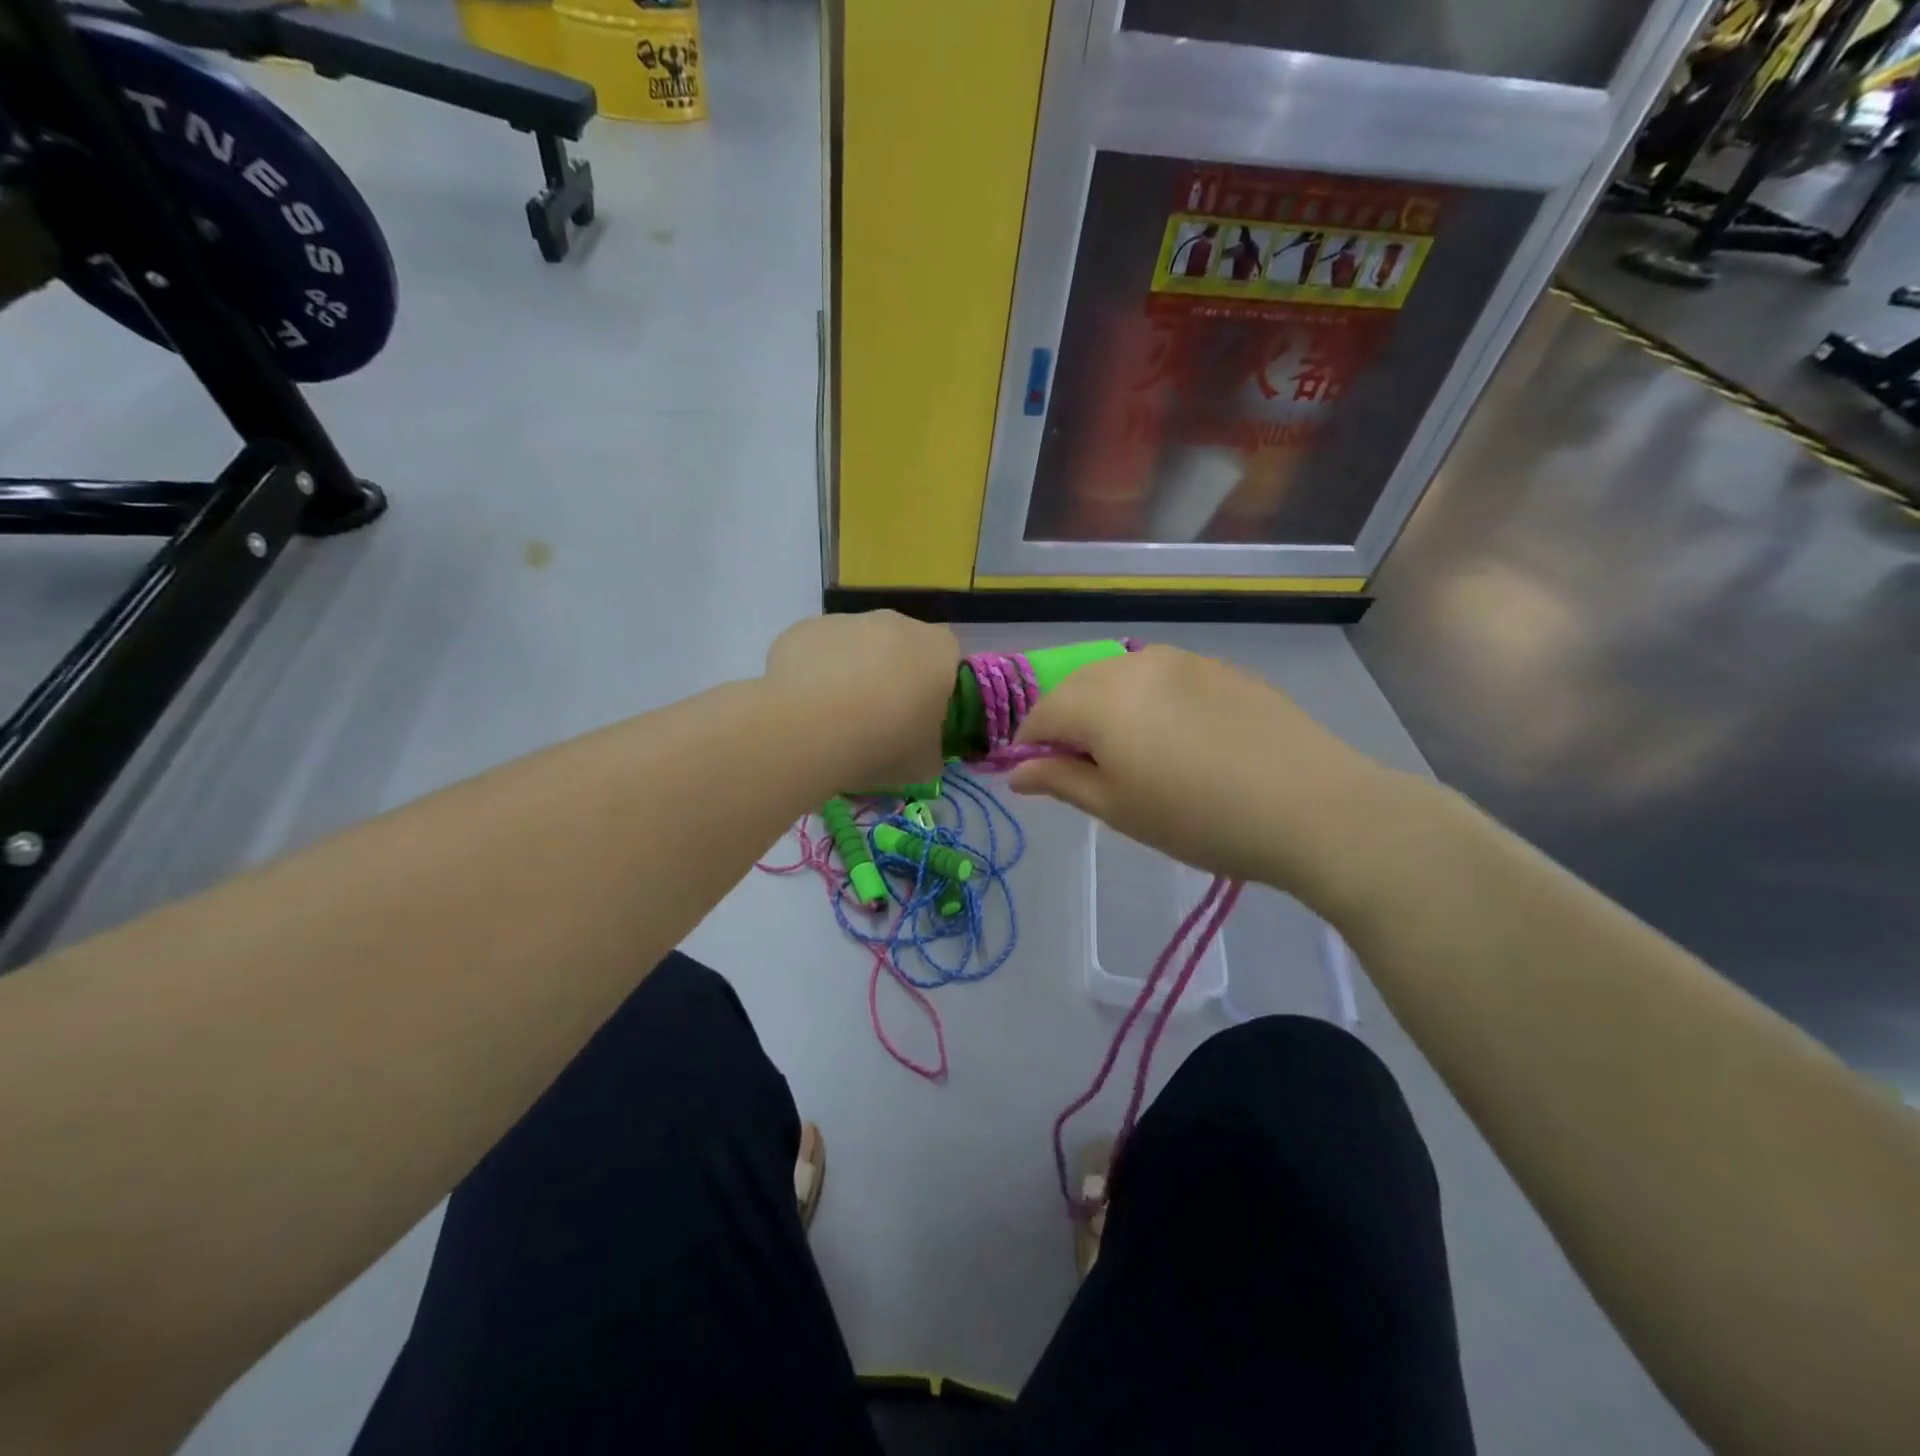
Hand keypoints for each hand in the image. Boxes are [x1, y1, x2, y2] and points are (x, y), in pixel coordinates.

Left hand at [764, 612, 959, 788]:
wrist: (809, 730)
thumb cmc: (883, 744)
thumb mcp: (925, 764)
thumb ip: (931, 747)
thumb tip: (923, 747)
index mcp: (938, 650)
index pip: (948, 660)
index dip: (935, 688)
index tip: (921, 719)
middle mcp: (897, 623)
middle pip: (901, 646)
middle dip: (892, 675)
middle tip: (878, 720)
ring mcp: (847, 620)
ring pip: (856, 646)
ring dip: (851, 672)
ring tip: (834, 718)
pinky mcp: (804, 628)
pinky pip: (818, 650)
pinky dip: (814, 672)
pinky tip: (804, 706)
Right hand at [1007, 646, 1404, 899]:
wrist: (1311, 807)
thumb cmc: (1199, 819)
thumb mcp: (1118, 809)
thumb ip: (1060, 782)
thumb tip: (1016, 772)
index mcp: (1100, 700)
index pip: (1041, 714)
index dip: (1030, 745)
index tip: (1039, 776)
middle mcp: (1133, 664)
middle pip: (1076, 686)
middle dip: (1066, 723)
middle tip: (1086, 769)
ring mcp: (1181, 659)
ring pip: (1119, 676)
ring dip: (1106, 706)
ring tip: (1131, 751)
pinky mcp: (1218, 666)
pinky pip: (1161, 675)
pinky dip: (1147, 698)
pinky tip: (1175, 735)